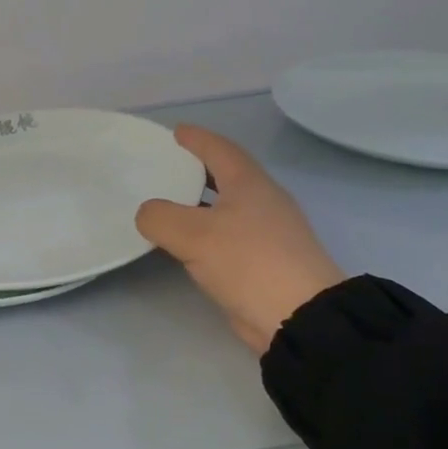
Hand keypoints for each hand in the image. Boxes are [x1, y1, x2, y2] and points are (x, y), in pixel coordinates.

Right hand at [136, 126, 344, 353]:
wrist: (299, 316)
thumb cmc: (248, 262)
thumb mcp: (192, 235)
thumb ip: (160, 217)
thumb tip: (148, 214)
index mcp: (250, 184)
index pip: (220, 149)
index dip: (197, 138)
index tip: (176, 131)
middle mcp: (263, 201)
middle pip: (228, 175)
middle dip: (200, 168)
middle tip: (169, 166)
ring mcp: (269, 233)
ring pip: (229, 206)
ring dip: (202, 202)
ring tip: (171, 203)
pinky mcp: (267, 261)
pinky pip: (229, 234)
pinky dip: (207, 230)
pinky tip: (189, 243)